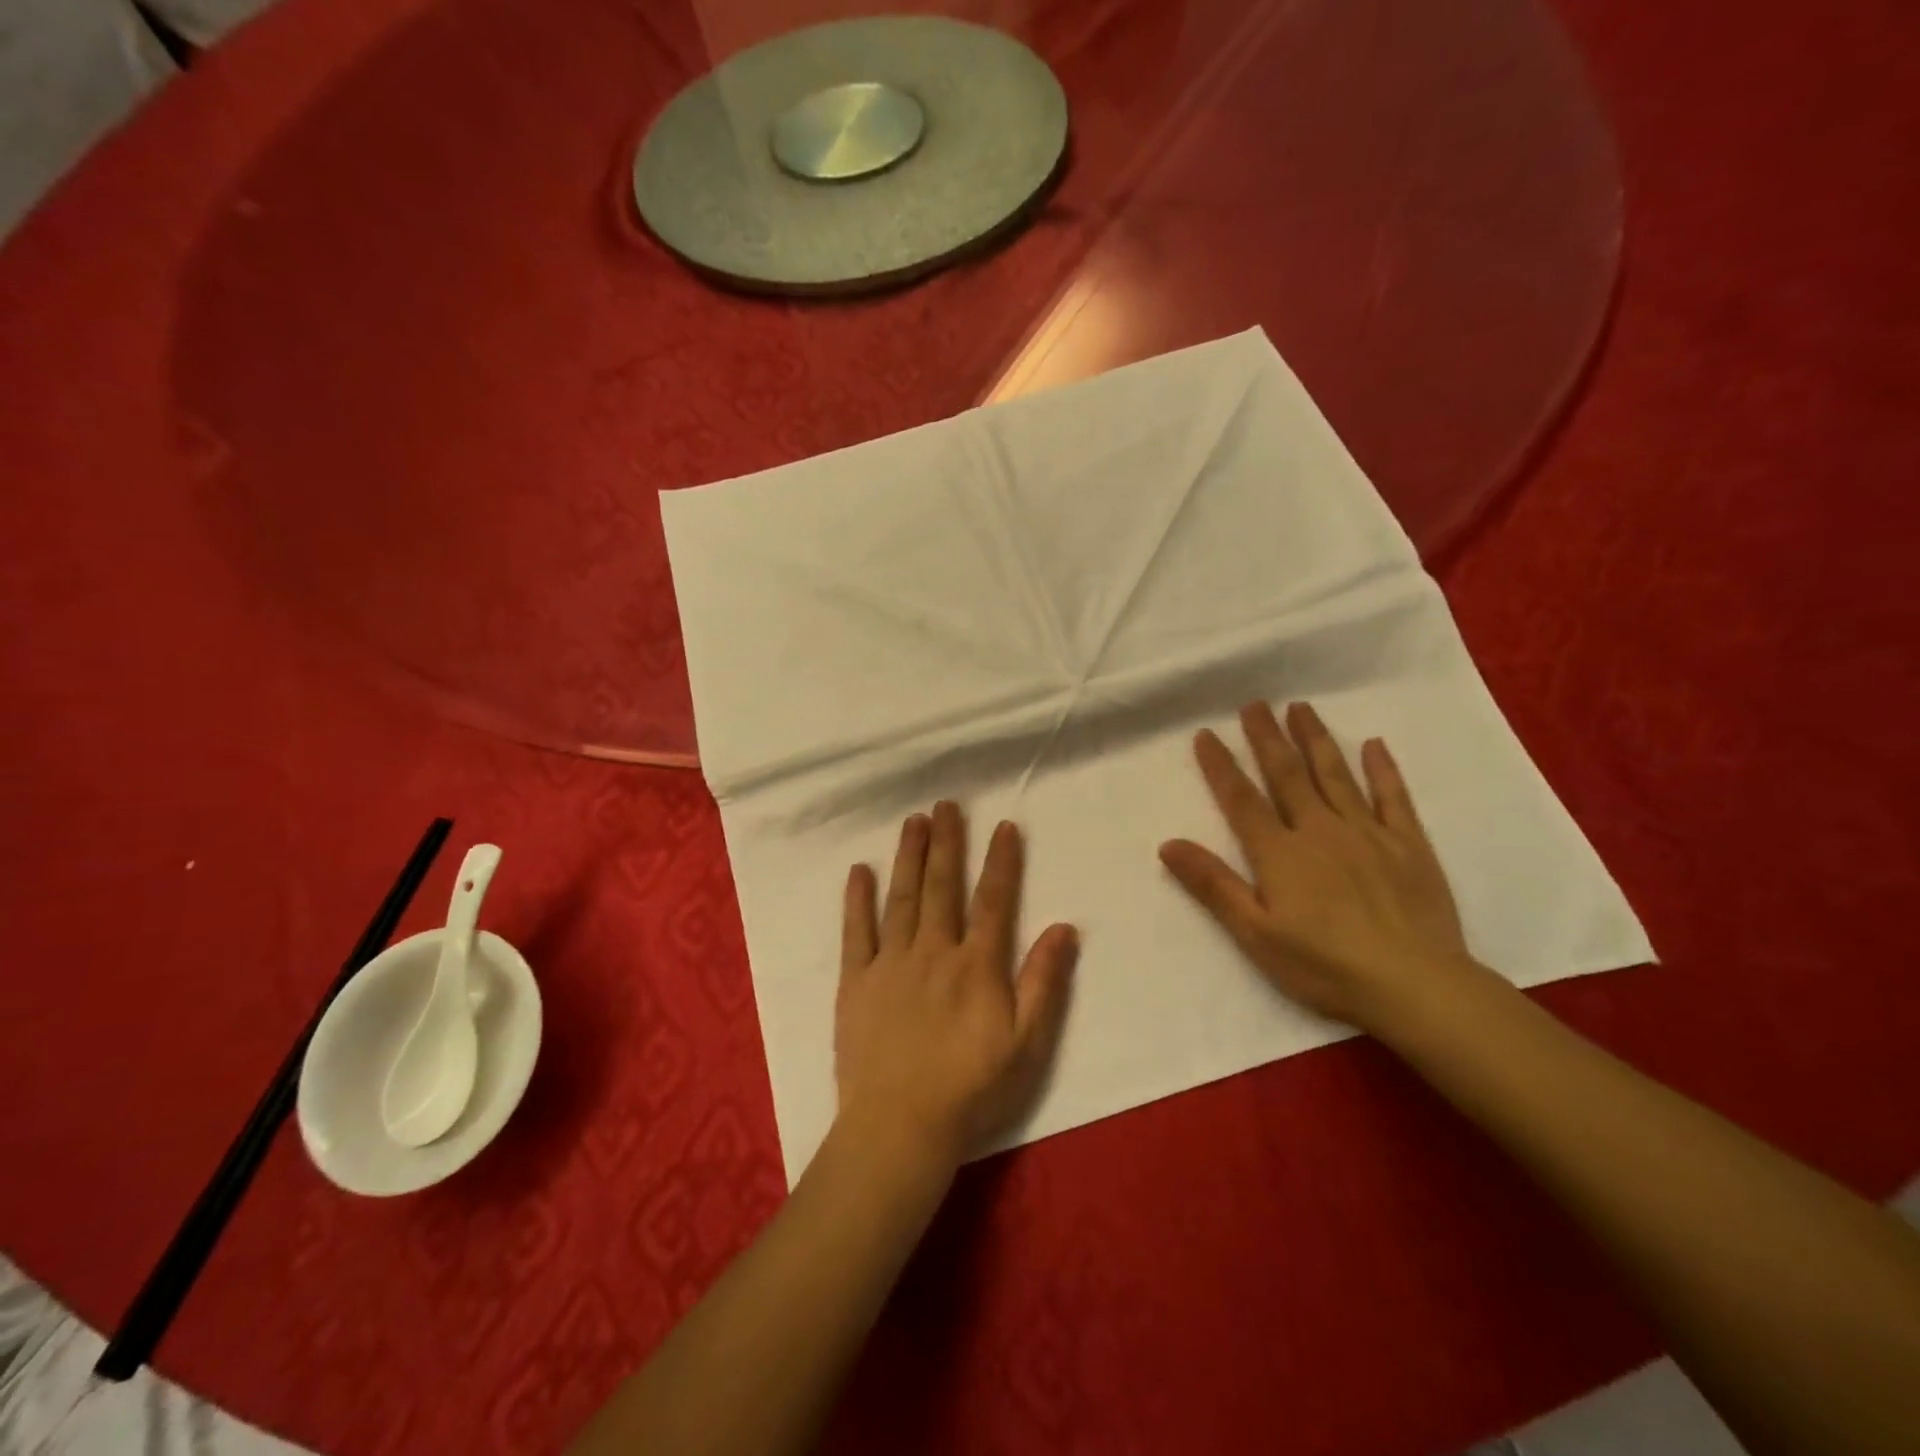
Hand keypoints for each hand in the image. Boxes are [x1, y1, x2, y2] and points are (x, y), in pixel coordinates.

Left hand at [836, 802, 1078, 1168]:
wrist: (901, 1126)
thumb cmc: (971, 1089)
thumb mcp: (1026, 1045)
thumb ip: (1043, 982)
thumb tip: (1065, 927)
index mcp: (976, 965)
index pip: (993, 901)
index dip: (1001, 862)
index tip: (1004, 826)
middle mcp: (933, 951)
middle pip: (943, 886)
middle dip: (947, 842)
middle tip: (946, 804)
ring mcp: (891, 963)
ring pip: (902, 897)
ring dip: (909, 856)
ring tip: (913, 821)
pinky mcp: (856, 981)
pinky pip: (856, 931)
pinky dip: (857, 899)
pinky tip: (859, 870)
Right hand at [1159, 701, 1471, 1031]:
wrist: (1414, 985)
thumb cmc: (1324, 965)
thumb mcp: (1255, 933)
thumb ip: (1213, 885)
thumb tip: (1168, 843)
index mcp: (1280, 853)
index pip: (1241, 800)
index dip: (1221, 766)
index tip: (1206, 733)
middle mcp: (1320, 830)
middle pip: (1288, 775)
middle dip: (1268, 738)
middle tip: (1254, 704)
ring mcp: (1368, 834)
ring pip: (1336, 775)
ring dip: (1315, 740)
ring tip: (1301, 708)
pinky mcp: (1409, 846)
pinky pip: (1393, 798)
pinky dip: (1383, 770)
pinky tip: (1374, 745)